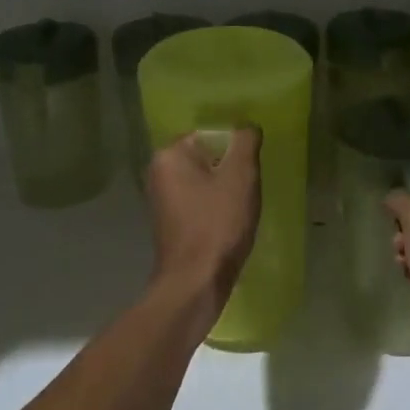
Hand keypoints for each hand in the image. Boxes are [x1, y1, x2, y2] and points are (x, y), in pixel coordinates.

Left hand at [146, 128, 262, 314]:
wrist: (196, 282)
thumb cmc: (218, 224)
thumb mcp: (241, 176)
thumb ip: (246, 142)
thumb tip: (247, 127)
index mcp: (170, 155)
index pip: (211, 134)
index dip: (236, 149)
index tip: (251, 170)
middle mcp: (158, 172)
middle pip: (208, 157)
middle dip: (231, 170)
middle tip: (249, 189)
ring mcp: (162, 199)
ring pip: (205, 181)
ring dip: (226, 190)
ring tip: (241, 208)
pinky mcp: (170, 222)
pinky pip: (199, 202)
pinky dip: (215, 208)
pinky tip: (229, 224)